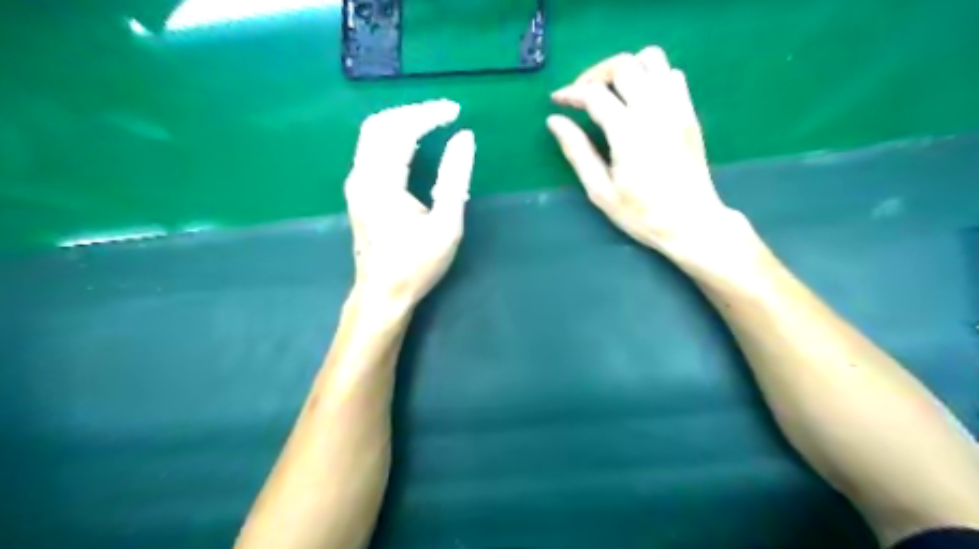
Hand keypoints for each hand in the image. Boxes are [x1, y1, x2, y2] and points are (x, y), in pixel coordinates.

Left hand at [345, 100, 476, 307]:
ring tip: (432, 123)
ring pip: (372, 136)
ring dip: (401, 122)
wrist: (382, 295)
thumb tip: (464, 138)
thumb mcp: (445, 225)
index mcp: (381, 183)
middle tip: (443, 113)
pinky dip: (393, 137)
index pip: (401, 131)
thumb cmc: (416, 265)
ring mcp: (356, 185)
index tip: (455, 111)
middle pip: (379, 125)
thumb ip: (455, 179)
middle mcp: (361, 177)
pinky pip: (371, 150)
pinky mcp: (358, 193)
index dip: (428, 114)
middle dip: (412, 112)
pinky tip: (412, 144)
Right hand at [546, 44, 745, 258]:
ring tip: (612, 92)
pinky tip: (640, 100)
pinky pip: (672, 74)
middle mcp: (655, 111)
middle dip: (596, 74)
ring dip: (626, 68)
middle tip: (582, 96)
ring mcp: (677, 108)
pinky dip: (652, 76)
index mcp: (628, 133)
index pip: (595, 94)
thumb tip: (554, 121)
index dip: (571, 93)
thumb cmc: (641, 214)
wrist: (691, 223)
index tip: (557, 101)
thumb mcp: (600, 191)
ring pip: (652, 59)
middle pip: (623, 65)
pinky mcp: (689, 113)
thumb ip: (577, 152)